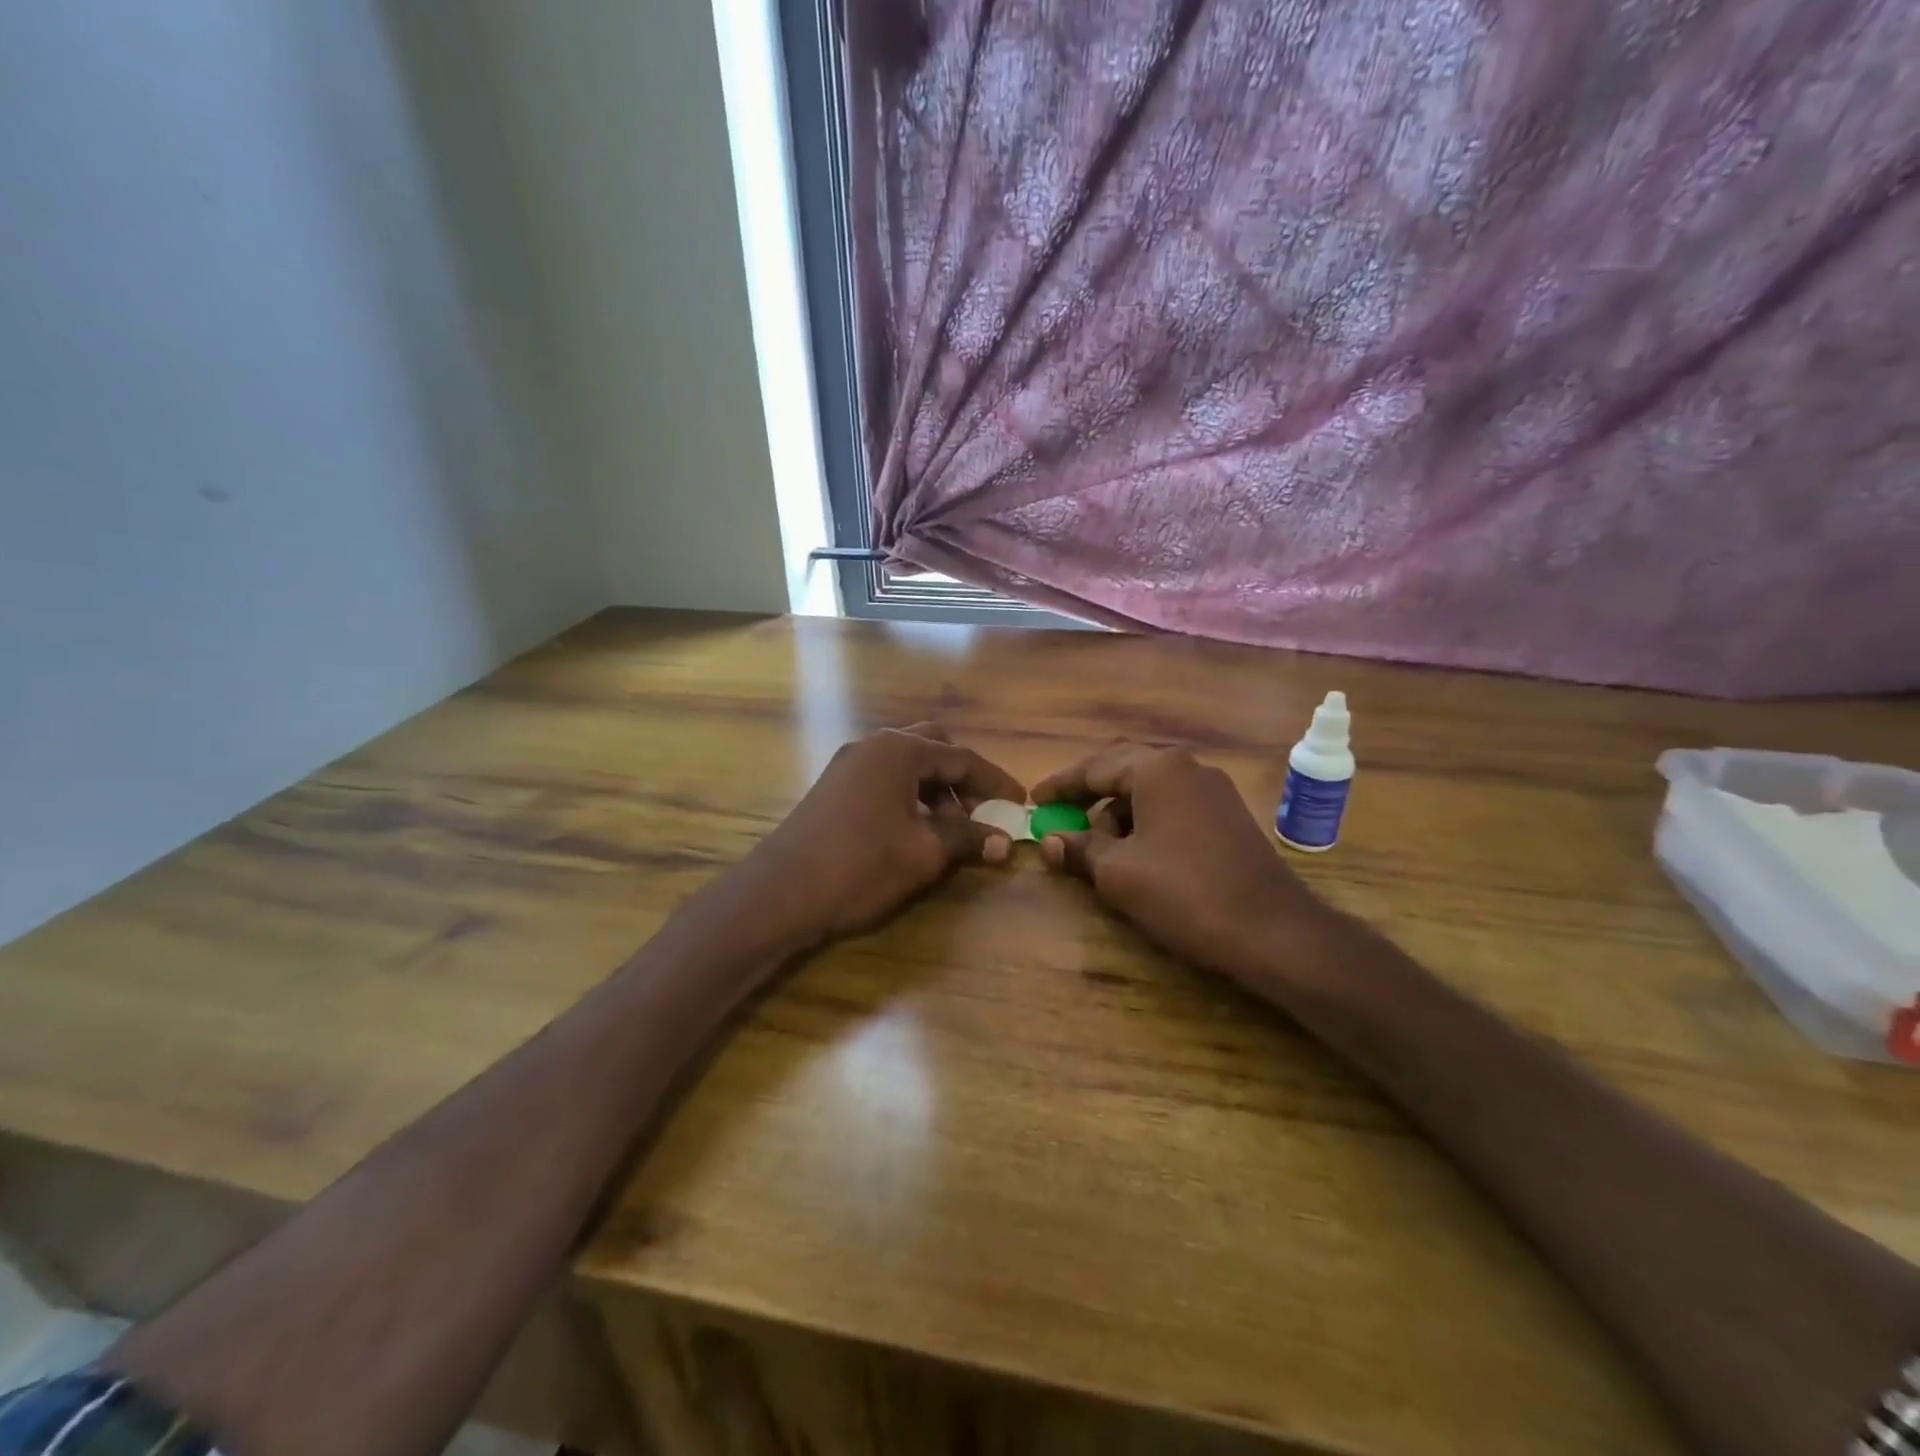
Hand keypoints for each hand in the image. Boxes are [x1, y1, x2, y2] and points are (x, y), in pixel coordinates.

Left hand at [737, 723, 1025, 948]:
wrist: (780, 892)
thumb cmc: (860, 866)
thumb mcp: (923, 854)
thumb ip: (967, 839)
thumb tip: (1003, 841)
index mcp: (899, 751)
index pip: (962, 757)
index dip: (996, 782)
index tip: (1021, 805)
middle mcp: (874, 745)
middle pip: (934, 748)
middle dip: (963, 778)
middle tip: (982, 812)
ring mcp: (849, 764)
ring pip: (908, 765)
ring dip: (937, 789)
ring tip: (951, 830)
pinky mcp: (835, 786)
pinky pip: (886, 779)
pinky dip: (911, 796)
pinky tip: (916, 830)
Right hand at [1032, 743, 1334, 979]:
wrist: (1271, 930)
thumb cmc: (1183, 893)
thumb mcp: (1118, 873)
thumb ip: (1080, 849)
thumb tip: (1051, 841)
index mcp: (1158, 769)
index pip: (1094, 768)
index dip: (1060, 786)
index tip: (1034, 800)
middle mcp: (1188, 767)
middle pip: (1123, 770)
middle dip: (1089, 795)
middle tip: (1061, 816)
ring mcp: (1213, 790)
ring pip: (1150, 790)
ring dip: (1118, 812)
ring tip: (1100, 849)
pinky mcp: (1229, 816)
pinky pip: (1173, 806)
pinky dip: (1146, 822)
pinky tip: (1138, 854)